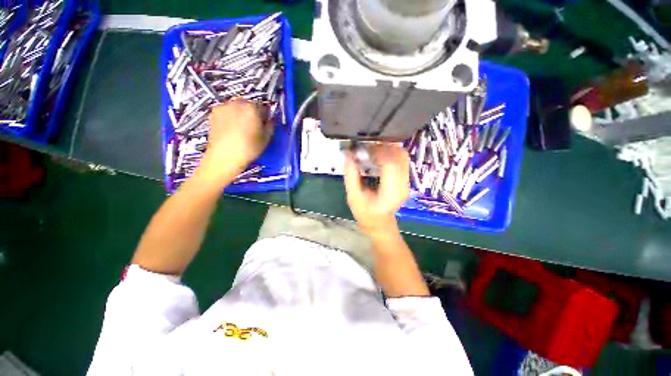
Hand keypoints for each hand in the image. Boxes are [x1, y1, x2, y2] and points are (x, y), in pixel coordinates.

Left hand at [198, 99, 272, 180]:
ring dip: (240, 113)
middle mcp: (237, 103)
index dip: (265, 114)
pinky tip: (231, 129)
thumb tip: (270, 120)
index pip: (262, 105)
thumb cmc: (248, 149)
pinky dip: (229, 116)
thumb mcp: (266, 138)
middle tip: (254, 125)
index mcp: (252, 108)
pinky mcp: (213, 113)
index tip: (265, 121)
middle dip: (252, 111)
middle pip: (248, 103)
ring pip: (236, 106)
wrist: (224, 157)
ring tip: (241, 128)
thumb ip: (270, 125)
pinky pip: (225, 111)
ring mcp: (223, 107)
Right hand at [344, 144, 409, 236]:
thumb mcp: (353, 196)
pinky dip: (391, 153)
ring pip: (403, 155)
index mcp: (391, 192)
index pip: (390, 164)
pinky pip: (401, 160)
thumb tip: (348, 154)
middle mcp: (403, 185)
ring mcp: (406, 182)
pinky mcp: (405, 179)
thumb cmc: (365, 213)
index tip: (364, 149)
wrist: (379, 223)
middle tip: (367, 148)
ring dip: (388, 148)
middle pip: (399, 156)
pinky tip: (378, 156)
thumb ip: (351, 175)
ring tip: (372, 151)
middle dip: (383, 147)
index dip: (378, 152)